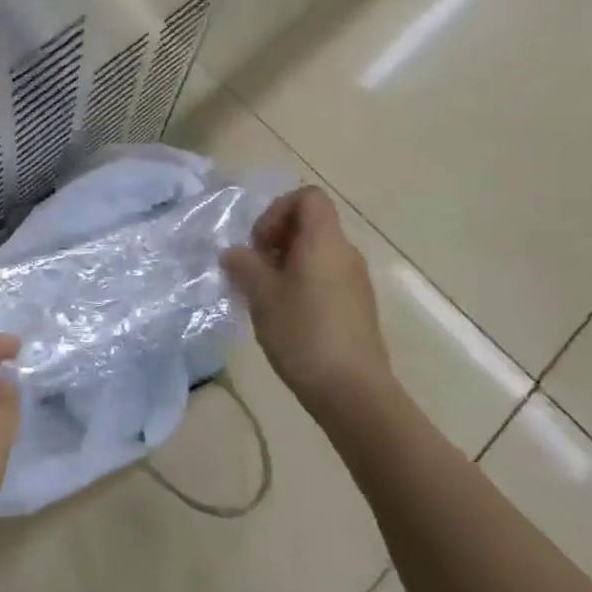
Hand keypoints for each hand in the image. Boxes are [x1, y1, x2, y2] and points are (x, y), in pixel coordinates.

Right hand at [221, 186, 392, 410]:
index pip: (308, 197)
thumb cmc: (304, 333)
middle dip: (277, 239)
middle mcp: (346, 253)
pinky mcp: (358, 309)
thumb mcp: (261, 295)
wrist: (354, 394)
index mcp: (325, 240)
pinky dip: (303, 284)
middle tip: (255, 269)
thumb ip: (243, 265)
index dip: (278, 210)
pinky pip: (327, 278)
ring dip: (287, 264)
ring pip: (317, 254)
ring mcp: (356, 282)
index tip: (260, 242)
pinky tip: (286, 316)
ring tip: (265, 295)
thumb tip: (233, 253)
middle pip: (311, 224)